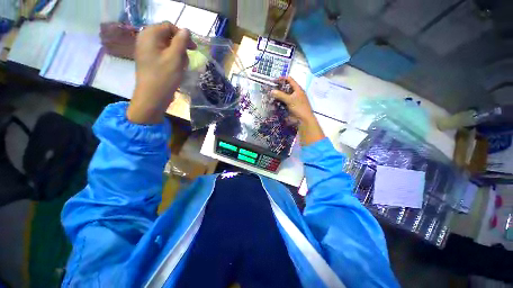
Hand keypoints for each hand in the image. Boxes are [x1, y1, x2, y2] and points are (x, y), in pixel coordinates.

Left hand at [127, 22, 196, 123]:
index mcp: (149, 35)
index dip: (182, 35)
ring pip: (168, 47)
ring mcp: (147, 51)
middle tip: (186, 61)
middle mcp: (146, 39)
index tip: (193, 48)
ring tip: (181, 68)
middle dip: (180, 48)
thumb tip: (186, 30)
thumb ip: (181, 41)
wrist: (152, 97)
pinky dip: (173, 61)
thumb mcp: (175, 58)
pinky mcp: (150, 60)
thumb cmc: (164, 77)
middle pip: (168, 36)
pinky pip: (164, 55)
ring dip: (178, 56)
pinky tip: (176, 70)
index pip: (169, 26)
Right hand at [271, 77, 324, 145]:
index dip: (282, 78)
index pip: (290, 80)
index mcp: (298, 89)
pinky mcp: (290, 106)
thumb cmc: (299, 108)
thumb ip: (280, 95)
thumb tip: (272, 91)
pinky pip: (284, 102)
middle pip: (286, 88)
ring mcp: (293, 100)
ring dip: (278, 96)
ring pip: (284, 96)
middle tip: (271, 89)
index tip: (274, 80)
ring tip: (271, 96)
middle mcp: (295, 93)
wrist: (304, 120)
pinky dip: (279, 102)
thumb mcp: (290, 100)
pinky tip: (274, 103)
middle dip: (279, 88)